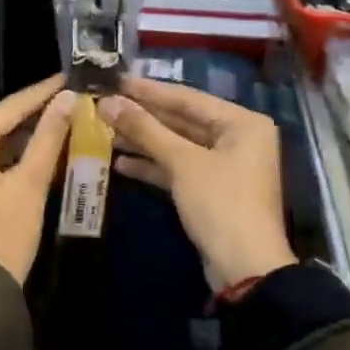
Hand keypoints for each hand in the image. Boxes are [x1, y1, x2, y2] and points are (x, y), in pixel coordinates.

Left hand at [0, 75, 75, 285]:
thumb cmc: (5, 231)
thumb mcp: (31, 181)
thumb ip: (49, 136)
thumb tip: (67, 99)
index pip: (8, 108)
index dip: (40, 93)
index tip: (67, 78)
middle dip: (34, 113)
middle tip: (68, 99)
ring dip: (25, 135)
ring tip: (61, 121)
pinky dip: (12, 155)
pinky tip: (39, 151)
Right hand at [99, 78, 294, 288]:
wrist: (245, 269)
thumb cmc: (220, 203)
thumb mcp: (182, 162)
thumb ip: (145, 129)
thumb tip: (108, 102)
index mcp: (242, 123)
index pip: (188, 98)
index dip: (149, 91)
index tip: (116, 81)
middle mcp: (237, 139)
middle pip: (182, 121)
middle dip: (143, 117)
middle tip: (105, 106)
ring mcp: (224, 166)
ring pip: (177, 145)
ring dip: (143, 141)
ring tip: (105, 132)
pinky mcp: (211, 190)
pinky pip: (178, 168)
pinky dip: (153, 165)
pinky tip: (120, 163)